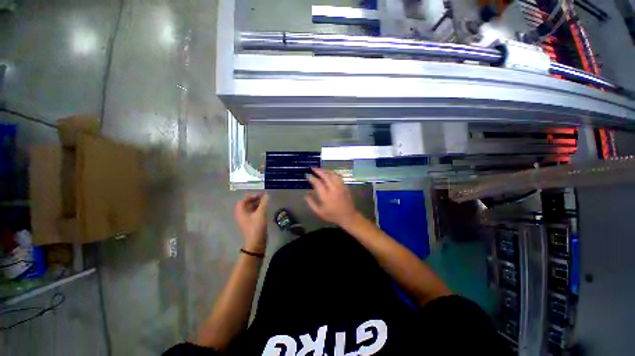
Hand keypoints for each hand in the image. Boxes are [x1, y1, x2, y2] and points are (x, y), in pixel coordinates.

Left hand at [234, 193, 268, 253]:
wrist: (256, 242)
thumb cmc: (256, 227)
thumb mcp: (260, 213)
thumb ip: (263, 203)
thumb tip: (266, 194)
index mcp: (240, 212)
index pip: (243, 200)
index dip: (251, 196)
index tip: (260, 195)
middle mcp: (241, 215)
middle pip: (247, 204)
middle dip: (255, 199)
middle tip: (264, 197)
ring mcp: (246, 219)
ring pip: (251, 208)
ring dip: (257, 204)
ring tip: (266, 202)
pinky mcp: (251, 223)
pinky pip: (253, 213)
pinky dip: (258, 209)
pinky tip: (265, 209)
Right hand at [305, 168, 360, 226]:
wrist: (348, 216)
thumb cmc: (332, 215)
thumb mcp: (319, 212)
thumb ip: (311, 202)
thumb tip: (306, 194)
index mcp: (325, 195)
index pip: (317, 182)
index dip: (311, 178)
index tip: (307, 175)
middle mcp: (333, 188)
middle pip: (325, 175)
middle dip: (318, 170)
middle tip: (313, 168)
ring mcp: (340, 186)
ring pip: (332, 174)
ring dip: (325, 170)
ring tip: (320, 169)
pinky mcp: (345, 186)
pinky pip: (338, 176)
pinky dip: (332, 173)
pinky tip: (329, 173)